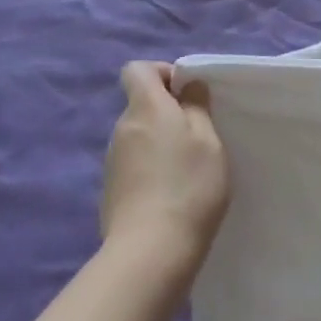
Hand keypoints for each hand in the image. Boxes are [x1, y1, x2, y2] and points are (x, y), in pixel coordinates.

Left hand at [103, 62, 231, 262]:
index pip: (137, 69)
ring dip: (162, 141)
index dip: (163, 73)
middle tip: (201, 134)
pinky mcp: (112, 190)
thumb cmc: (189, 185)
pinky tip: (173, 191)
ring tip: (190, 167)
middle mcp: (122, 129)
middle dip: (169, 111)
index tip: (189, 94)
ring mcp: (112, 161)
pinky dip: (153, 167)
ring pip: (140, 135)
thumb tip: (187, 86)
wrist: (151, 250)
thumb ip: (197, 107)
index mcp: (145, 108)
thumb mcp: (208, 140)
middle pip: (141, 104)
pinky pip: (135, 163)